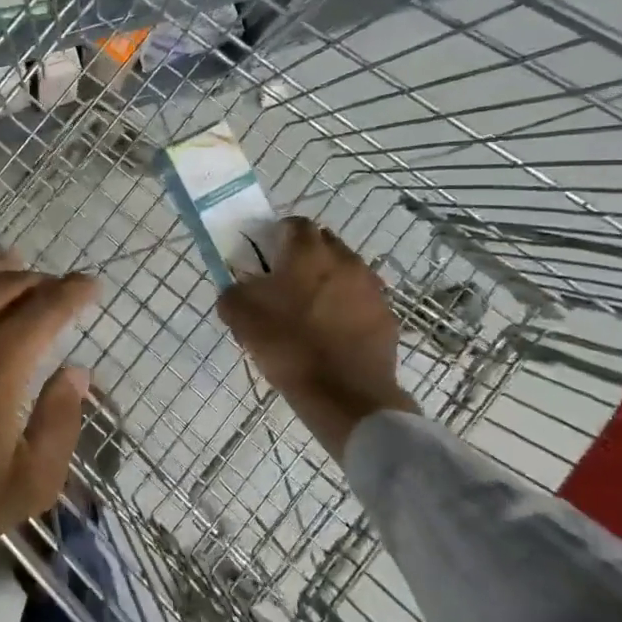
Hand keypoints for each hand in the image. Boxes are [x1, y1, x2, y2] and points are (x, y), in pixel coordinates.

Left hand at [0, 253, 98, 613]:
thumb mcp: (27, 483)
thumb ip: (61, 423)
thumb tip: (77, 373)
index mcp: (0, 355)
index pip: (49, 303)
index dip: (75, 290)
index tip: (89, 285)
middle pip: (7, 282)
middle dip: (37, 281)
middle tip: (48, 286)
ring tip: (8, 266)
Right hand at [218, 216, 416, 457]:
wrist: (345, 397)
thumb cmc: (289, 346)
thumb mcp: (240, 316)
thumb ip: (233, 291)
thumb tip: (239, 288)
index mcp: (309, 251)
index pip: (292, 224)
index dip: (275, 238)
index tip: (263, 262)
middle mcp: (346, 259)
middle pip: (322, 244)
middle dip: (303, 258)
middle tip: (282, 286)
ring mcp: (372, 288)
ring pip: (344, 272)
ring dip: (326, 283)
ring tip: (308, 313)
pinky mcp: (387, 317)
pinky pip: (360, 302)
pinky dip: (346, 310)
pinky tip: (330, 336)